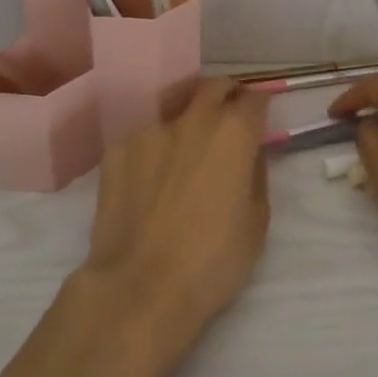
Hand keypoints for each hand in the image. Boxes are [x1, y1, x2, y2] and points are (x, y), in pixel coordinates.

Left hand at [76, 77, 270, 365]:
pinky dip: (153, 150)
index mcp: (234, 133)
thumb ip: (256, 177)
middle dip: (226, 95)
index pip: (255, 99)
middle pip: (214, 87)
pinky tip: (148, 181)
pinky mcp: (117, 149)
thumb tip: (247, 158)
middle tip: (228, 117)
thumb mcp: (257, 223)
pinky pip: (144, 139)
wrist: (138, 288)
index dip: (260, 106)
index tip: (259, 119)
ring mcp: (150, 131)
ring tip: (182, 157)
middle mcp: (193, 119)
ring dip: (187, 126)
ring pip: (175, 113)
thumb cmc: (211, 262)